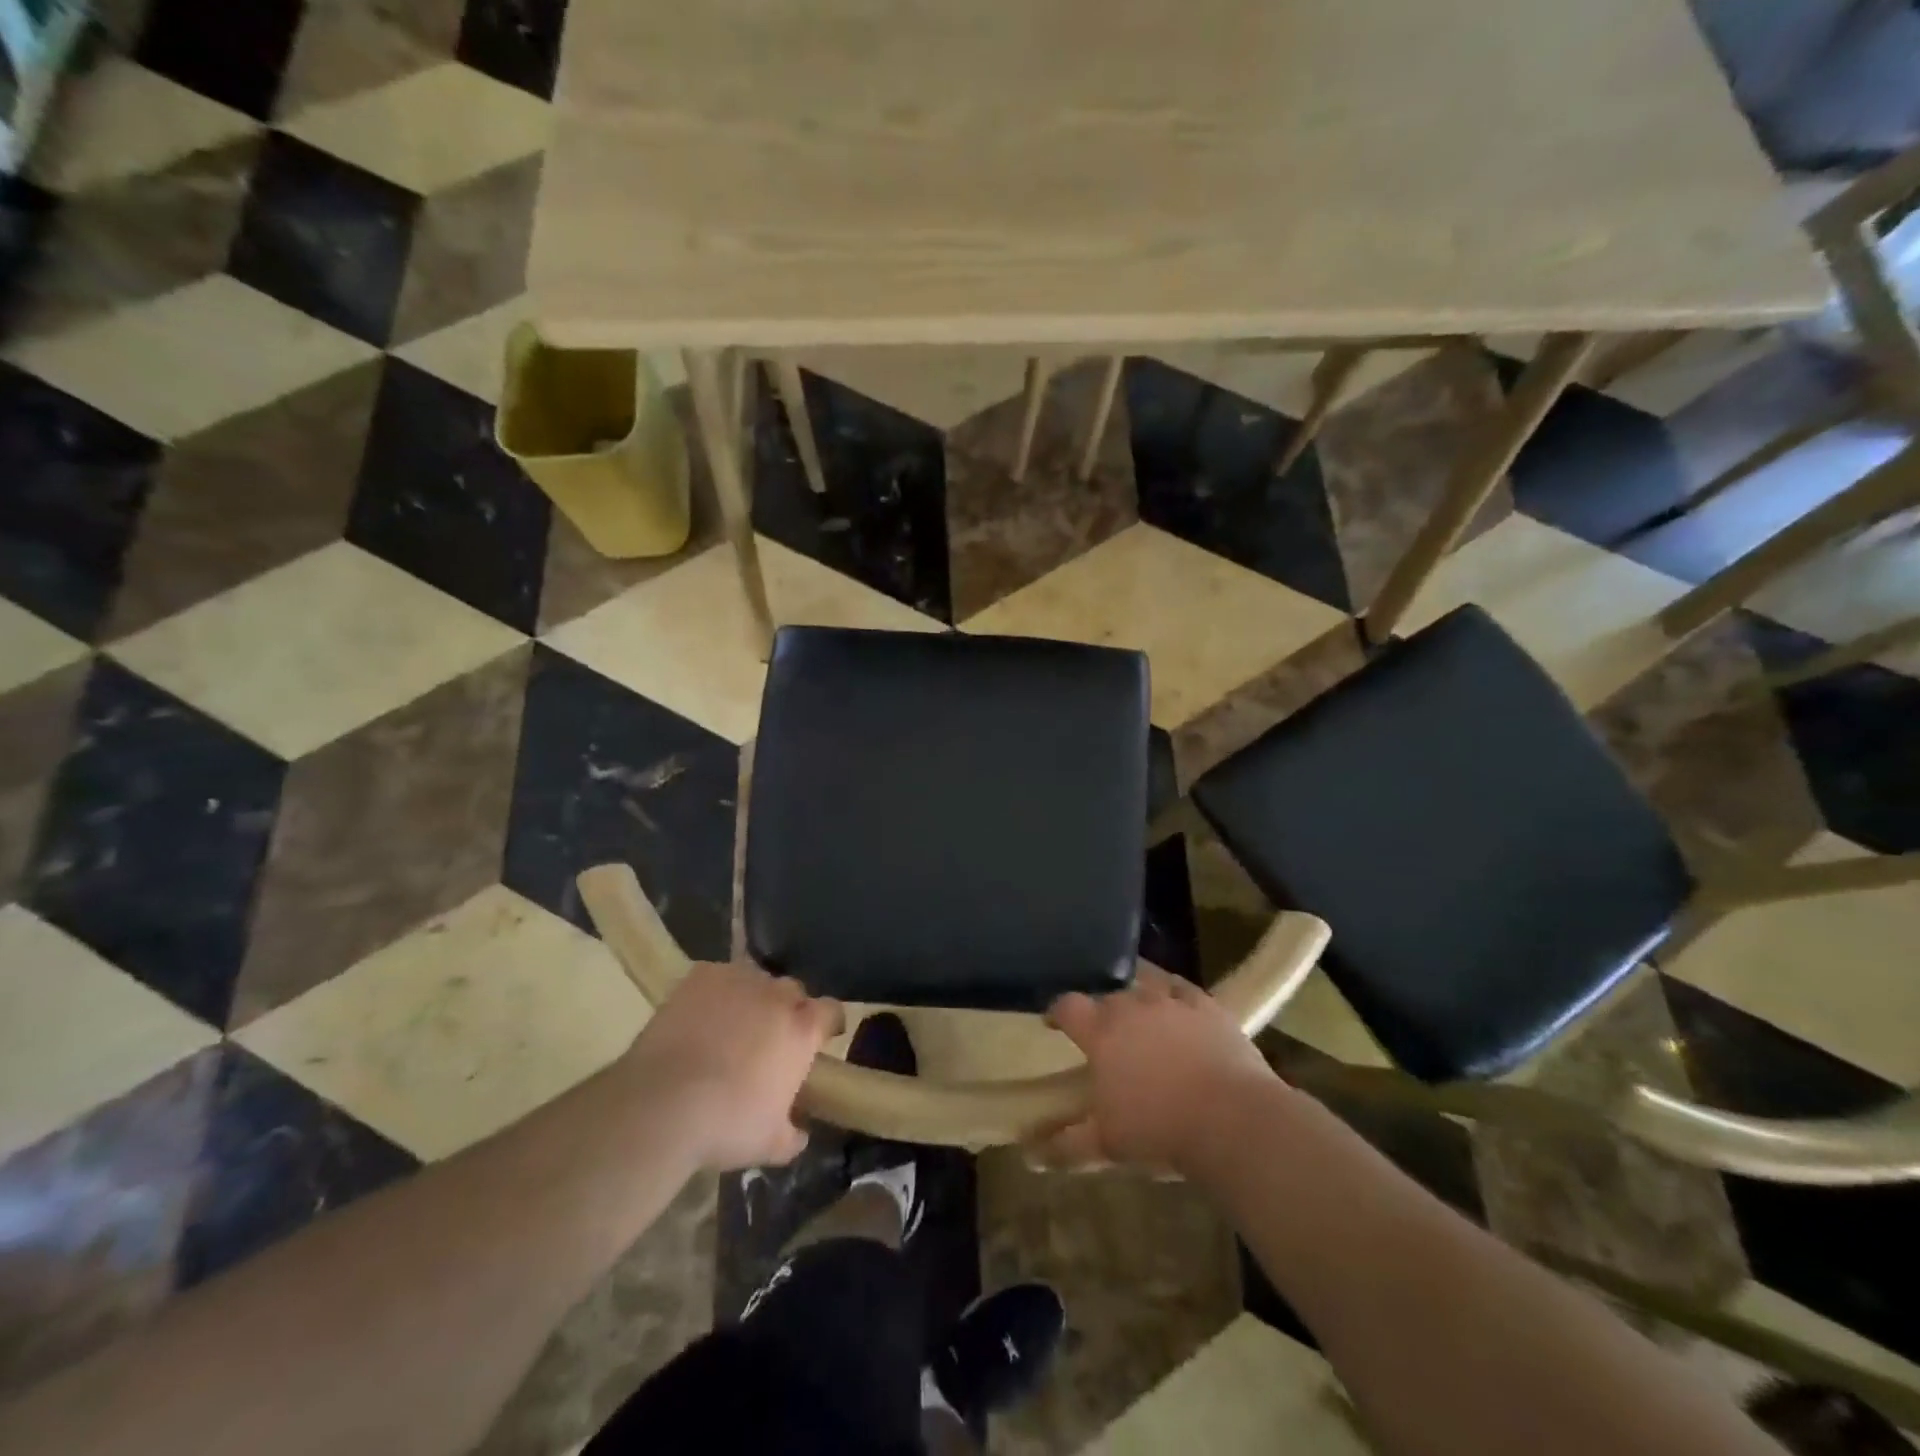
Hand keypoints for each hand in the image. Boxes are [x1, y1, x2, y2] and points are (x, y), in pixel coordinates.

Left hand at [621, 961, 843, 1170]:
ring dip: (751, 999)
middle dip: (787, 1010)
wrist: (661, 1105)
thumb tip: (800, 1132)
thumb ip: (793, 1134)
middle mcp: (777, 995)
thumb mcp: (770, 1144)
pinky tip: (699, 1016)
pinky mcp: (701, 976)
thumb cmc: (726, 1124)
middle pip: (793, 991)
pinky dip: (713, 993)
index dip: (828, 1023)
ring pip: (755, 981)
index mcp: (802, 1029)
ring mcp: (738, 979)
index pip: (831, 1011)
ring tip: (731, 1026)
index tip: (822, 1037)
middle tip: (770, 1038)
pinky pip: (717, 978)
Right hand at [1037, 966, 1278, 1174]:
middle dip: (1100, 1010)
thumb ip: (1066, 1145)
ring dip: (1135, 995)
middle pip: (1106, 996)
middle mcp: (1132, 1006)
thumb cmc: (1160, 1131)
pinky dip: (1173, 992)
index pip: (1068, 1007)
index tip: (1054, 1023)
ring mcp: (1171, 1001)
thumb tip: (1031, 1153)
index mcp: (1101, 1033)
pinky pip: (1181, 987)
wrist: (1232, 1120)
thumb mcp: (1107, 1145)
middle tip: (1103, 1033)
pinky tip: (1174, 1000)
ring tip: (1137, 1011)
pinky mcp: (1206, 1005)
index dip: (1057, 1012)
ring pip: (1143, 984)